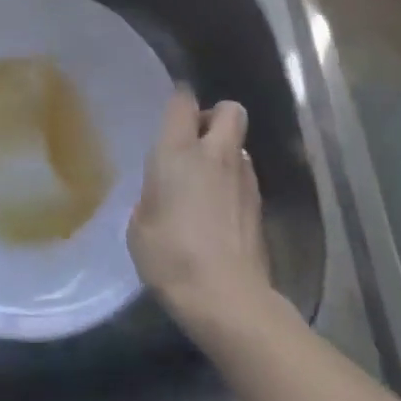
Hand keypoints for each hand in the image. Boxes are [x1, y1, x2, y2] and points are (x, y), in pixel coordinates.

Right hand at [129, 93, 272, 333]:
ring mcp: (244, 179)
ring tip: (207, 183)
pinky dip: (234, 185)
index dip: (179, 101)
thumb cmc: (172, 257)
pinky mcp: (260, 207)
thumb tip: (162, 195)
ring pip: (240, 146)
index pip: (183, 101)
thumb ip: (151, 198)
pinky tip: (220, 213)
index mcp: (178, 151)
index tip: (171, 114)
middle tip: (195, 142)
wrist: (228, 300)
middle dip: (214, 116)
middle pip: (229, 110)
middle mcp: (215, 155)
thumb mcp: (140, 227)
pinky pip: (246, 178)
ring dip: (226, 154)